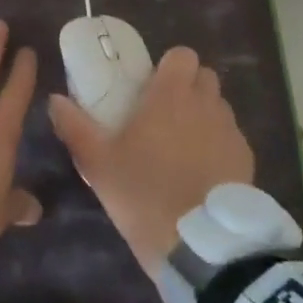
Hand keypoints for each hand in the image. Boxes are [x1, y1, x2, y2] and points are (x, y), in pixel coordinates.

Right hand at [48, 45, 252, 275]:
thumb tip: (55, 100)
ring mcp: (231, 132)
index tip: (152, 86)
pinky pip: (231, 138)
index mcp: (171, 96)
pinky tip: (202, 173)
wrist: (200, 246)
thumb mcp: (98, 164)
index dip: (169, 66)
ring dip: (204, 115)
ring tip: (182, 146)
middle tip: (164, 114)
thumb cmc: (144, 194)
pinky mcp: (247, 160)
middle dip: (188, 87)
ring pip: (219, 107)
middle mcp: (206, 105)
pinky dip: (218, 145)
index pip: (182, 55)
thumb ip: (74, 127)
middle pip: (204, 77)